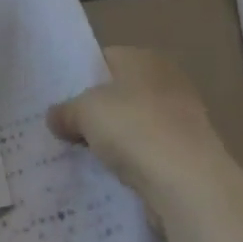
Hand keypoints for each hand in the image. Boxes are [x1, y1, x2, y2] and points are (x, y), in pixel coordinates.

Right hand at [48, 46, 234, 203]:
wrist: (188, 183)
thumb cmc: (134, 127)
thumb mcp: (84, 112)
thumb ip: (65, 111)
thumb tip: (54, 118)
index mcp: (144, 58)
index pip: (105, 59)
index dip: (81, 76)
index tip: (59, 99)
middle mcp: (166, 81)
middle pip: (120, 93)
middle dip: (97, 111)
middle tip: (65, 128)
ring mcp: (181, 119)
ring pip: (135, 126)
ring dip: (115, 141)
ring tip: (83, 156)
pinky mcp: (188, 156)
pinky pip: (149, 154)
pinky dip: (133, 164)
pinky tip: (111, 177)